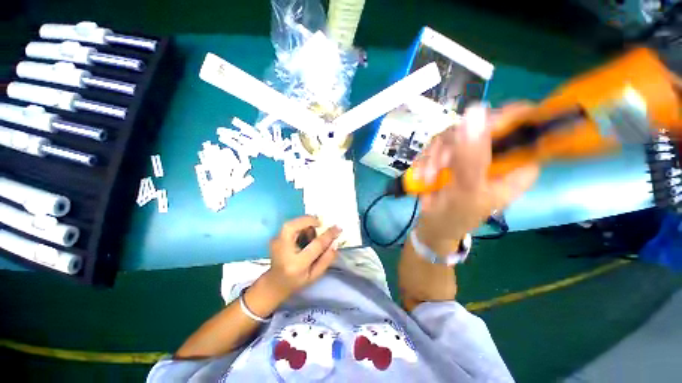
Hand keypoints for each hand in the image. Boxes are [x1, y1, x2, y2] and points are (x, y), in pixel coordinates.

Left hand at [265, 216, 341, 297]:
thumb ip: (326, 259)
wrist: (275, 283)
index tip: (338, 228)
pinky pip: (289, 225)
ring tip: (312, 233)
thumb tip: (335, 242)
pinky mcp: (275, 237)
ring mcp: (276, 242)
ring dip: (305, 223)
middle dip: (309, 220)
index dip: (328, 235)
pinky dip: (300, 225)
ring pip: (291, 223)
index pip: (315, 245)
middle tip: (320, 224)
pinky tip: (304, 234)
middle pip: (293, 227)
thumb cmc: (297, 281)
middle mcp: (283, 251)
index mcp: (296, 264)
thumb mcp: (315, 275)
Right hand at [411, 103, 539, 255]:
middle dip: (453, 147)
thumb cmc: (458, 215)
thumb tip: (475, 112)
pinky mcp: (449, 153)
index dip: (501, 120)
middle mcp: (495, 152)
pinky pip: (435, 144)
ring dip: (435, 157)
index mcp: (516, 162)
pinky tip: (424, 176)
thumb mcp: (467, 190)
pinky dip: (426, 160)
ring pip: (452, 133)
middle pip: (479, 125)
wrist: (434, 223)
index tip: (471, 132)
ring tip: (429, 178)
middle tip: (441, 166)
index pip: (523, 124)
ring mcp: (469, 151)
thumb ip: (472, 156)